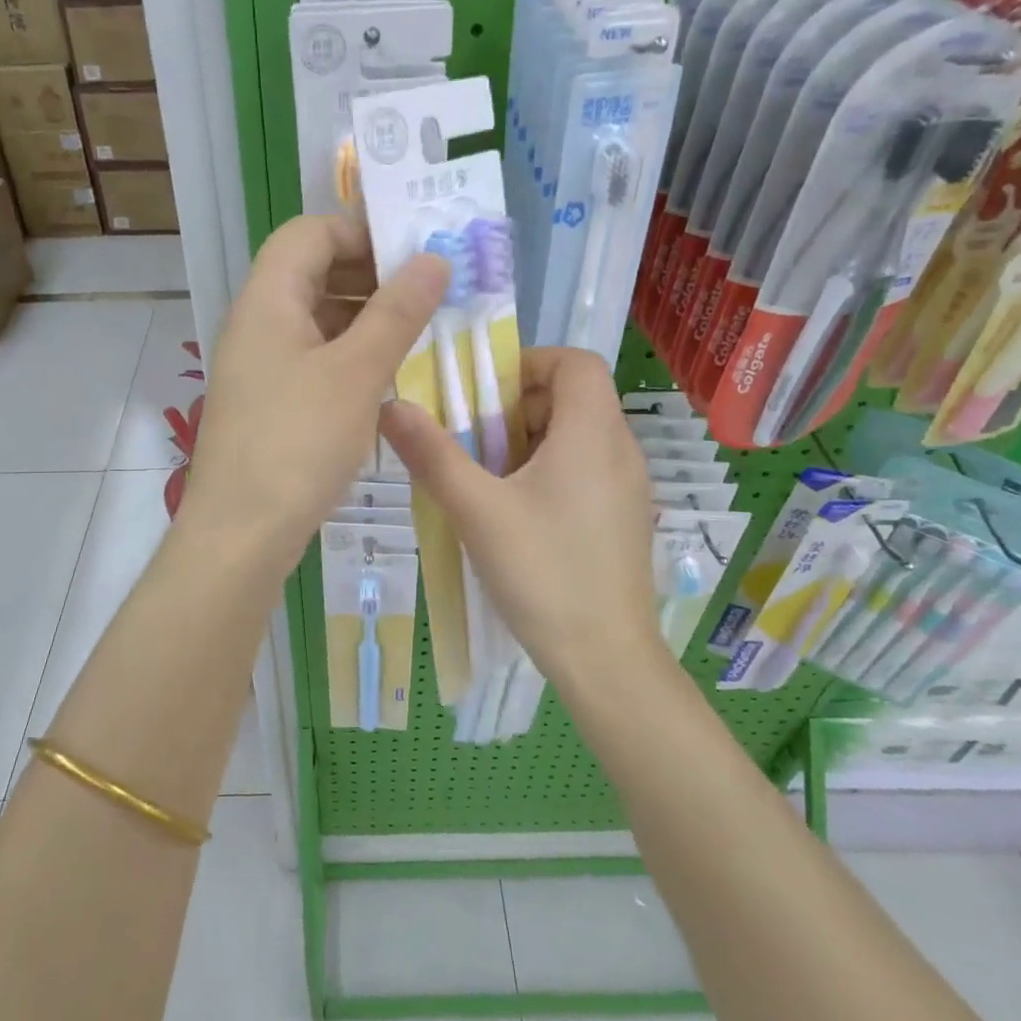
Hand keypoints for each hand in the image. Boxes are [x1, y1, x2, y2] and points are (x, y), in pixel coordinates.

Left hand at [180, 214, 447, 571]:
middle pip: (312, 273)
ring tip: (419, 334)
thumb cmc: (298, 443)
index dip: (360, 232)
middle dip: (371, 275)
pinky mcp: (269, 403)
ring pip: (317, 320)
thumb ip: (397, 312)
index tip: (414, 254)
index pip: (309, 233)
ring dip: (366, 319)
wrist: (241, 534)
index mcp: (268, 300)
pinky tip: (388, 377)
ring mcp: (260, 366)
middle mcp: (257, 324)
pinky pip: (313, 359)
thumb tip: (432, 259)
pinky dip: (350, 356)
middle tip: (428, 294)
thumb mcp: (357, 373)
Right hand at [379, 348, 667, 690]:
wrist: (605, 658)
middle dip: (517, 408)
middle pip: (572, 398)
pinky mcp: (625, 519)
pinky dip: (548, 471)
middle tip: (473, 442)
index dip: (528, 363)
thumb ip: (432, 454)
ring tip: (487, 481)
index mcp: (593, 432)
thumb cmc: (543, 573)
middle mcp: (621, 450)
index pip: (575, 361)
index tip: (483, 395)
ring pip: (577, 437)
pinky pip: (586, 470)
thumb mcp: (477, 509)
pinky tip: (516, 515)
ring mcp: (629, 487)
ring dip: (528, 442)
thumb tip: (390, 406)